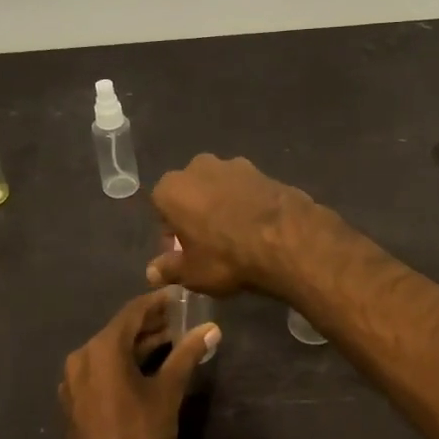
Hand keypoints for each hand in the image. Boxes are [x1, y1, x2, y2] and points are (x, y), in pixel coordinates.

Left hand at [60, 290, 218, 438]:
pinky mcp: (74, 400)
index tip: (180, 296)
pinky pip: (100, 369)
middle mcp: (82, 357)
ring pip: (109, 351)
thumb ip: (187, 354)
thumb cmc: (139, 434)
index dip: (158, 302)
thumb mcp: (168, 392)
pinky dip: (122, 363)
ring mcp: (73, 380)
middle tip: (180, 320)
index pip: (133, 312)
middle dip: (150, 324)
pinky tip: (145, 368)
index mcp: (102, 349)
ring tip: (170, 342)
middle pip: (119, 330)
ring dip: (137, 345)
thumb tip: (212, 329)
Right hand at [147, 154, 315, 297]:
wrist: (286, 239)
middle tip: (208, 243)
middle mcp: (199, 167)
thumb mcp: (192, 273)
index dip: (171, 231)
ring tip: (237, 235)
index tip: (182, 251)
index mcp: (172, 188)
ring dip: (223, 205)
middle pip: (191, 192)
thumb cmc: (225, 257)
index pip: (161, 207)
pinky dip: (248, 203)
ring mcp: (235, 165)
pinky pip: (247, 190)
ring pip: (220, 187)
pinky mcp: (264, 171)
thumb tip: (152, 272)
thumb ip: (169, 269)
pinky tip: (259, 227)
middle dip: (195, 212)